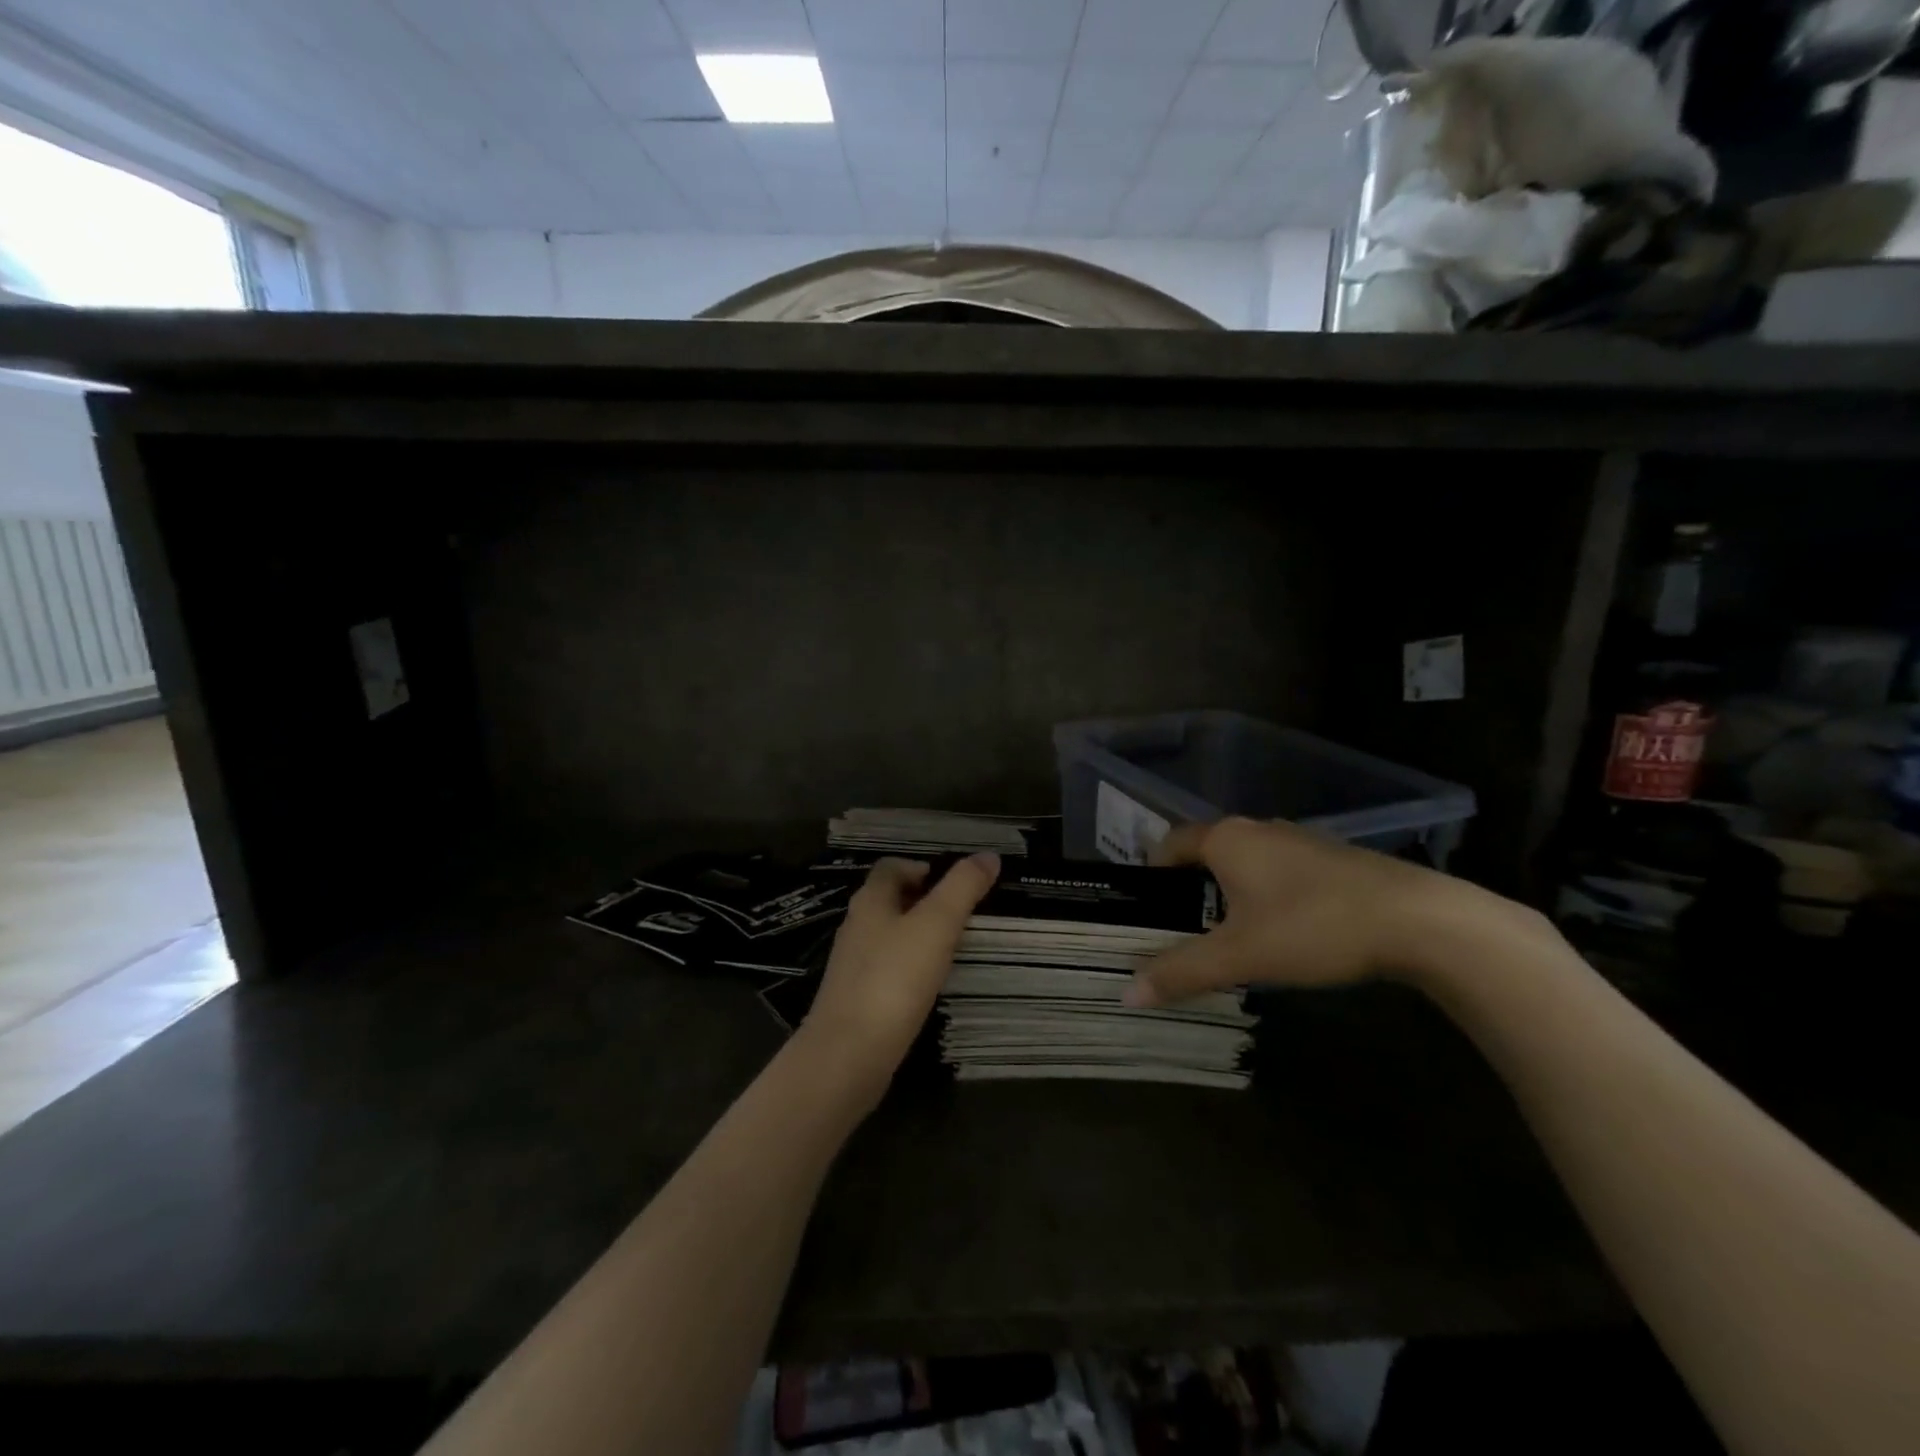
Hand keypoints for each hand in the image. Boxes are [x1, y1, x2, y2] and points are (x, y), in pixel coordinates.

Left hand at [798, 853, 1000, 1098]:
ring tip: (955, 947)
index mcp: (870, 901)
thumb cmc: (894, 979)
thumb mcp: (936, 925)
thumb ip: (962, 888)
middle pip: (891, 900)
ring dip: (918, 935)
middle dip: (925, 901)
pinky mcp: (857, 999)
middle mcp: (857, 927)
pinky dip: (910, 968)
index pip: (892, 867)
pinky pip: (888, 970)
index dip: (923, 867)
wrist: (849, 1055)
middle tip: (964, 914)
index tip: (957, 884)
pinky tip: (931, 985)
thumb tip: (989, 855)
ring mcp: (853, 965)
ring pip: (889, 936)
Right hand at [1125, 817, 1504, 1007]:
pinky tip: (1283, 933)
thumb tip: (1126, 993)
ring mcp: (1300, 841)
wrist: (1419, 920)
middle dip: (1190, 887)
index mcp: (1227, 839)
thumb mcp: (1240, 955)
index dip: (1152, 872)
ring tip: (1228, 937)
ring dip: (1230, 893)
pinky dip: (1267, 895)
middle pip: (1207, 852)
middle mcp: (1258, 829)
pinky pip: (1281, 871)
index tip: (1145, 908)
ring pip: (1247, 862)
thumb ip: (1181, 971)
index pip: (1170, 843)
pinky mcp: (1334, 859)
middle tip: (1181, 931)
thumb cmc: (1313, 927)